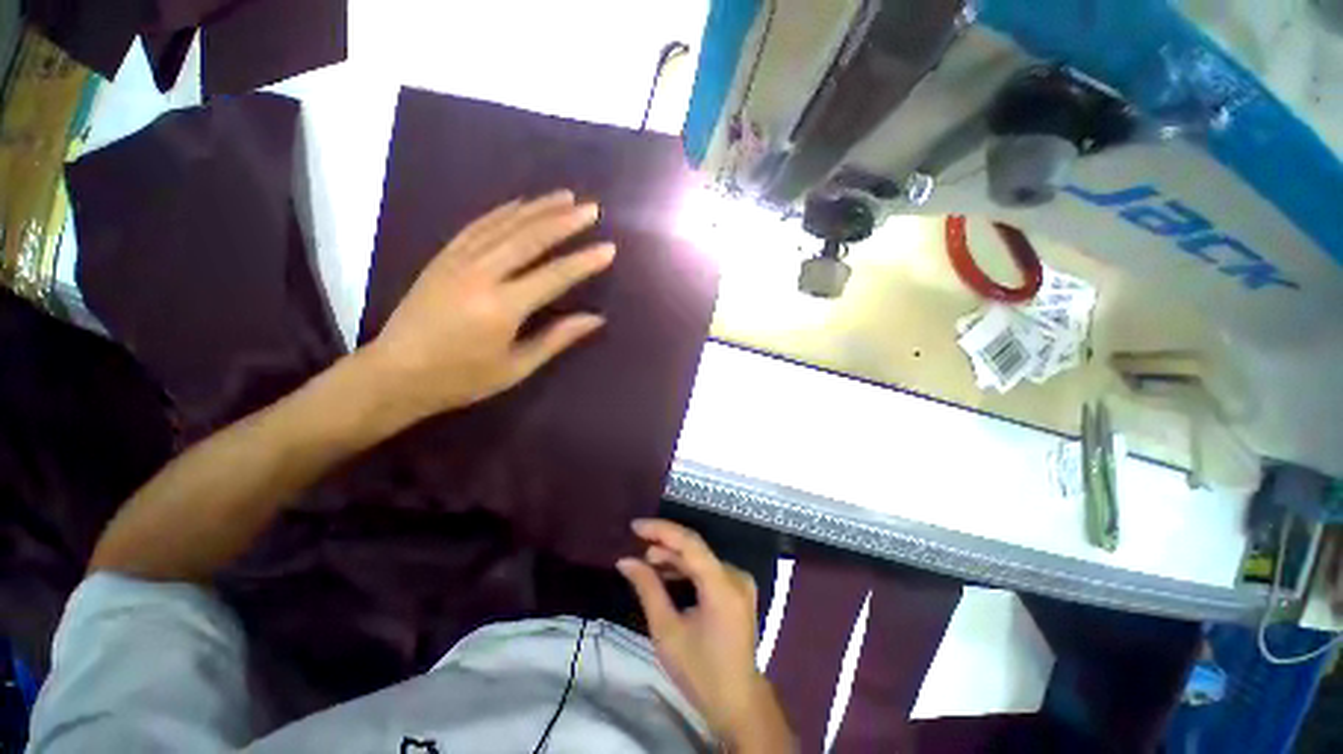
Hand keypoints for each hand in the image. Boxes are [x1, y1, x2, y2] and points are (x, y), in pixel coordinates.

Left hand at [364, 190, 613, 423]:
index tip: (608, 248)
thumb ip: (557, 338)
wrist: (394, 374)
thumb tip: (596, 318)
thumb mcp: (516, 367)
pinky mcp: (443, 257)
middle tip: (592, 208)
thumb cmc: (462, 378)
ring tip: (565, 196)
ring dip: (537, 208)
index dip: (584, 262)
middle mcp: (481, 276)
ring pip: (504, 225)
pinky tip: (520, 203)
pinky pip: (477, 226)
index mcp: (502, 308)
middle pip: (529, 239)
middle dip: (564, 221)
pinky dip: (502, 212)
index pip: (554, 276)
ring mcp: (458, 261)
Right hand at [617, 520, 794, 751]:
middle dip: (664, 545)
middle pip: (696, 549)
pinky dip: (687, 569)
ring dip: (674, 557)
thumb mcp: (667, 632)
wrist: (738, 702)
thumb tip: (626, 561)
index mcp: (722, 586)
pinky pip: (709, 569)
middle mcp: (736, 576)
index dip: (661, 530)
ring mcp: (740, 581)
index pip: (690, 543)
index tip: (635, 526)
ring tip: (648, 562)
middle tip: (637, 549)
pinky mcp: (739, 589)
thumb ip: (648, 589)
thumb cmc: (700, 673)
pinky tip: (668, 574)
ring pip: (701, 558)